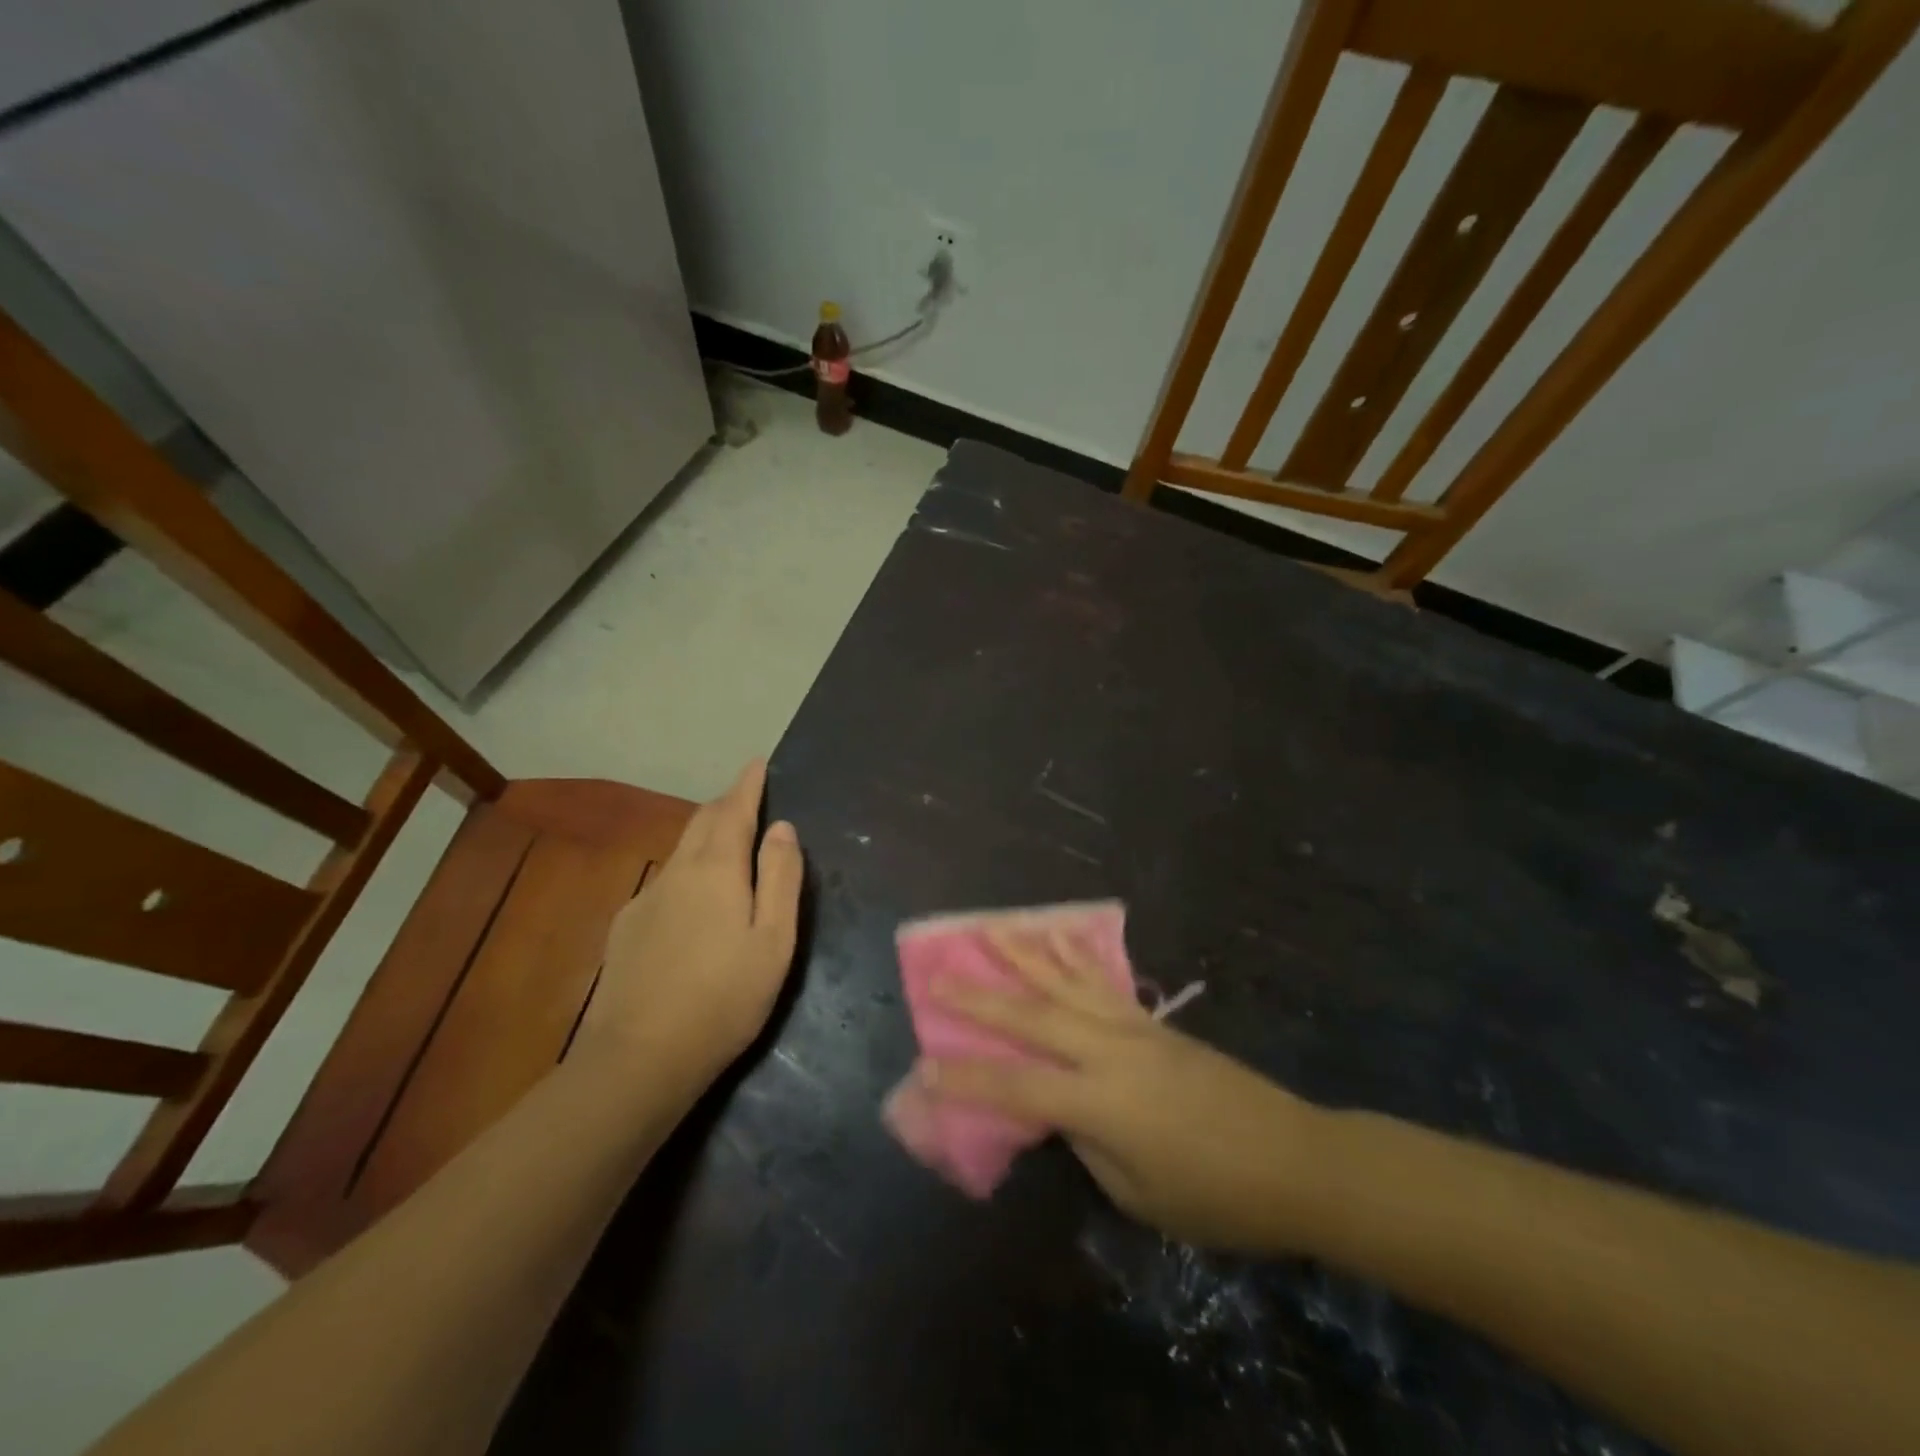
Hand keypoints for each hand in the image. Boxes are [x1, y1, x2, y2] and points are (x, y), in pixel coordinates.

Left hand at [580, 759, 803, 1087]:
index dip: (747, 784)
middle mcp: (676, 872)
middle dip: (726, 804)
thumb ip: (781, 878)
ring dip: (706, 836)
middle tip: (748, 797)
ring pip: (681, 851)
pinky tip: (694, 900)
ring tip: (728, 842)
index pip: (733, 810)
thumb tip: (782, 828)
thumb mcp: (773, 939)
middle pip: (701, 823)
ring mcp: (646, 899)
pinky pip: (666, 882)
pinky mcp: (627, 928)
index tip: (757, 762)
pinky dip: (688, 871)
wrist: (638, 1059)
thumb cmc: (724, 998)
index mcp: (716, 869)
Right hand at [923, 930, 1318, 1250]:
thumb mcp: (1139, 1193)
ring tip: (989, 928)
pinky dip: (1073, 956)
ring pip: (1065, 983)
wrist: (1294, 1159)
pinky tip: (1057, 935)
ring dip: (1023, 955)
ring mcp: (1133, 1028)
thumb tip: (1061, 1109)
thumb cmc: (1216, 1196)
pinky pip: (1102, 981)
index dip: (967, 1080)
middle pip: (1032, 1018)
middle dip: (980, 998)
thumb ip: (1089, 1143)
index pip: (1017, 1087)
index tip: (923, 1068)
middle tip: (937, 975)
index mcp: (1101, 1101)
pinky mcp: (1152, 1021)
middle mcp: (1109, 1051)